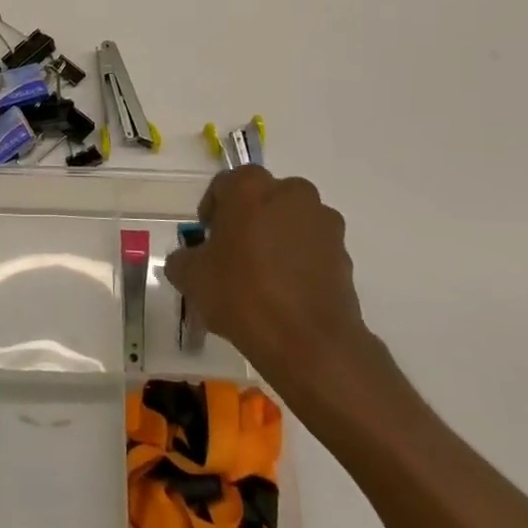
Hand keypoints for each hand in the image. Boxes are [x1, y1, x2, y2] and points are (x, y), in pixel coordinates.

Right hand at [164, 167, 379, 388]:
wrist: (308, 342)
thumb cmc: (242, 295)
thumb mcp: (191, 277)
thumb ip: (183, 258)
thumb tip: (188, 259)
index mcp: (250, 187)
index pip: (223, 185)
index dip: (212, 211)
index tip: (207, 239)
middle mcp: (291, 192)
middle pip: (262, 198)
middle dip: (247, 219)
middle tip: (233, 254)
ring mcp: (322, 222)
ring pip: (291, 221)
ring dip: (277, 238)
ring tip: (263, 276)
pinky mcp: (344, 253)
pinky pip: (312, 248)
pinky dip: (299, 261)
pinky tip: (286, 292)